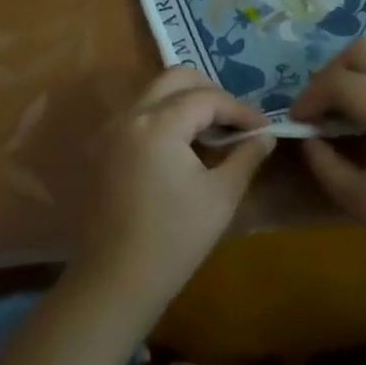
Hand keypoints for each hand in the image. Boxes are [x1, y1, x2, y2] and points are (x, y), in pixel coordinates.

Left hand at [77, 68, 274, 311]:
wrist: (113, 285)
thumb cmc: (173, 242)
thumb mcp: (220, 198)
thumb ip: (246, 157)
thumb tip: (265, 135)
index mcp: (158, 123)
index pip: (207, 98)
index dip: (239, 109)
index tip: (263, 126)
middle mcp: (130, 115)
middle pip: (176, 79)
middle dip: (210, 92)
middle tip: (234, 119)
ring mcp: (109, 130)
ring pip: (154, 93)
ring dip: (185, 102)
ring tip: (212, 131)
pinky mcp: (100, 148)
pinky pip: (137, 115)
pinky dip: (163, 117)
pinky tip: (181, 146)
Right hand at [291, 39, 365, 294]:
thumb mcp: (362, 201)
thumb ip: (325, 164)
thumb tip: (307, 138)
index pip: (339, 82)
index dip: (310, 97)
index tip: (296, 121)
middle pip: (363, 51)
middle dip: (332, 72)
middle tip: (318, 105)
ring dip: (357, 71)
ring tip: (341, 106)